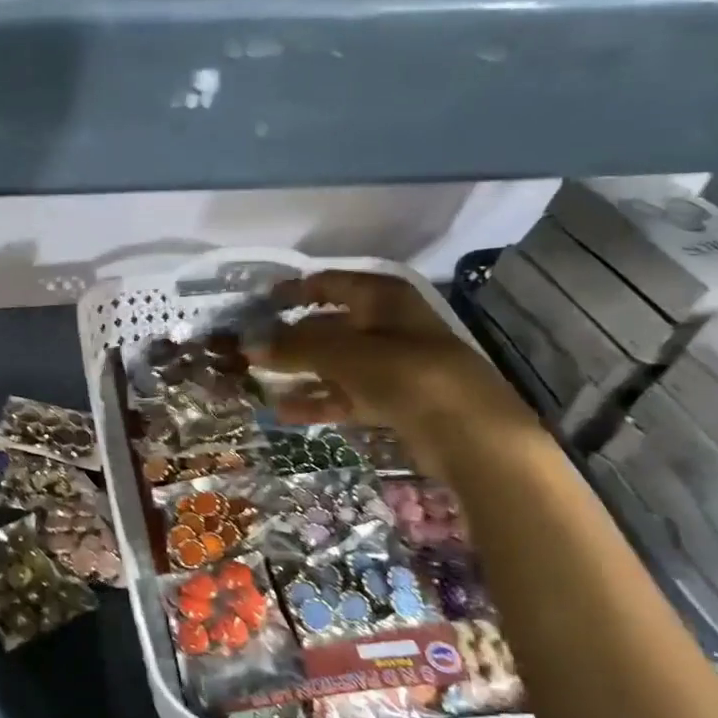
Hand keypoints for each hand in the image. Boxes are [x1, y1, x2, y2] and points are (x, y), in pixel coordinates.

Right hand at [251, 272, 536, 453]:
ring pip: (335, 363)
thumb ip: (294, 347)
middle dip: (291, 337)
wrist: (470, 434)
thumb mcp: (344, 354)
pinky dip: (317, 400)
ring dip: (299, 372)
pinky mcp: (394, 401)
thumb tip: (247, 344)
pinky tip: (283, 412)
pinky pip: (346, 394)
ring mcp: (392, 365)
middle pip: (330, 325)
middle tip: (252, 348)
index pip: (331, 283)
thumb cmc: (408, 375)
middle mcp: (388, 325)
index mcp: (383, 298)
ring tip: (259, 382)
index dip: (295, 290)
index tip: (260, 303)